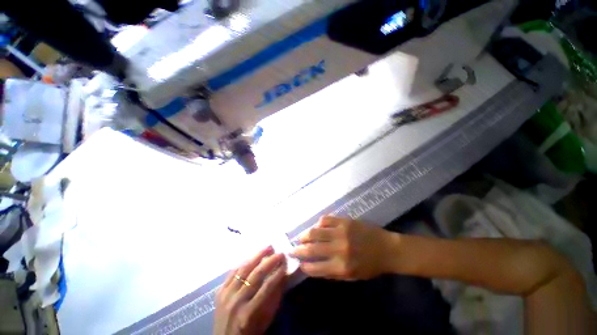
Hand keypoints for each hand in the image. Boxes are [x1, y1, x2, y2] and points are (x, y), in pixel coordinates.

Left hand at [214, 246, 286, 334]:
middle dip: (270, 261)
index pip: (267, 287)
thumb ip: (274, 297)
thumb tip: (283, 275)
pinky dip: (244, 262)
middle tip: (279, 252)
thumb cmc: (250, 331)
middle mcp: (236, 302)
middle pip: (255, 275)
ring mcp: (226, 296)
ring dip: (258, 256)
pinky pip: (233, 272)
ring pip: (243, 270)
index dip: (278, 273)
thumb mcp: (265, 319)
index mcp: (249, 313)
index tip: (285, 262)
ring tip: (268, 247)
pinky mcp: (219, 291)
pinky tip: (252, 256)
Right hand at [291, 216, 396, 279]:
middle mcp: (339, 249)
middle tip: (293, 249)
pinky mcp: (344, 221)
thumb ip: (332, 273)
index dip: (304, 266)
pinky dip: (319, 223)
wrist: (387, 248)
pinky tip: (317, 226)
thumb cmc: (371, 266)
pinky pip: (326, 219)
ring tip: (301, 237)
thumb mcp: (352, 277)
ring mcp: (341, 232)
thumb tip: (313, 268)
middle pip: (312, 248)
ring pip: (315, 232)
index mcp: (342, 267)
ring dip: (305, 235)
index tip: (299, 263)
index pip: (315, 268)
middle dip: (299, 249)